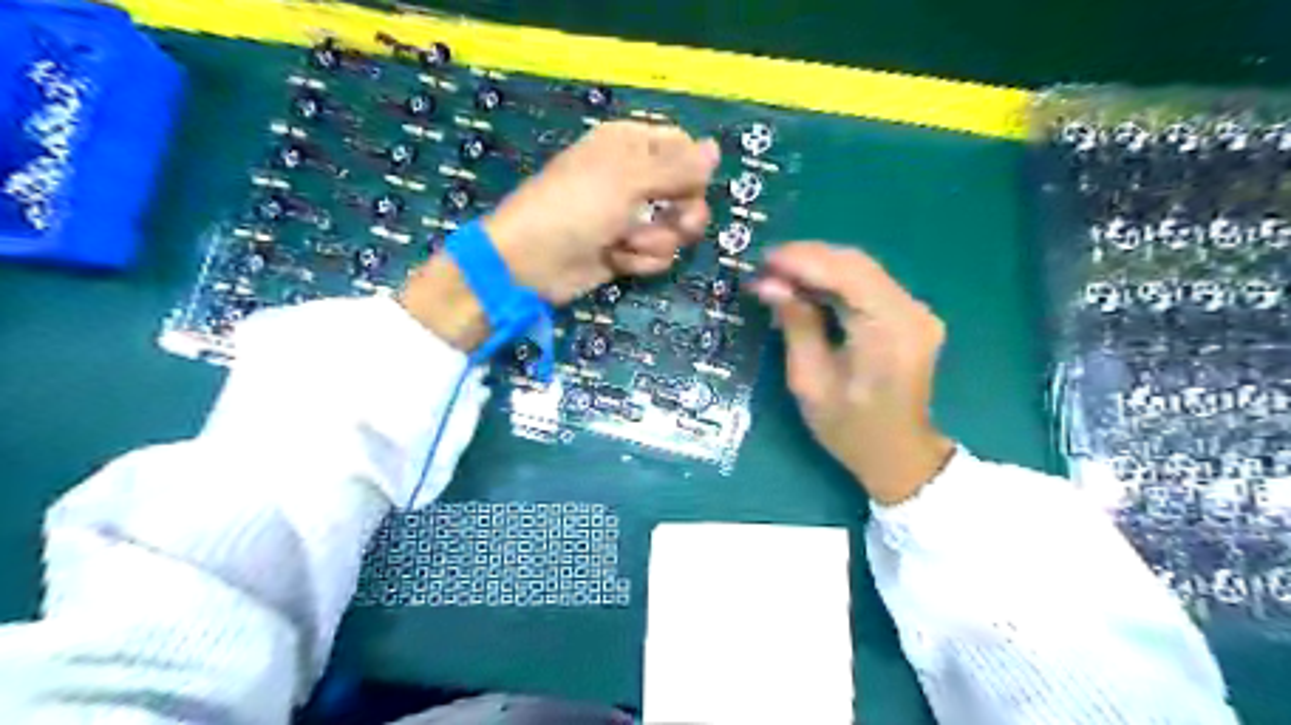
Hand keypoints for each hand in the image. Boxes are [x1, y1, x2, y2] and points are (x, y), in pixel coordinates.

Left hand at [489, 122, 720, 303]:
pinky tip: (617, 259)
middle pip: (688, 193)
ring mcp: (632, 217)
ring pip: (676, 230)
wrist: (533, 262)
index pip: (683, 149)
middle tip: (671, 222)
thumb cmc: (576, 207)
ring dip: (654, 241)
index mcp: (632, 146)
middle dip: (681, 214)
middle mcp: (636, 179)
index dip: (693, 171)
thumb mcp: (628, 179)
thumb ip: (677, 168)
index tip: (688, 188)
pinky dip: (641, 260)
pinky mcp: (628, 250)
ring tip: (624, 242)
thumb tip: (716, 149)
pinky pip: (658, 254)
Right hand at [753, 244, 952, 502]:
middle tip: (765, 266)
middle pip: (857, 264)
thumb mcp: (810, 382)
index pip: (847, 275)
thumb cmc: (850, 429)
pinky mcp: (910, 315)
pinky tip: (806, 287)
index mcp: (890, 333)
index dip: (804, 260)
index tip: (764, 259)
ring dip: (819, 267)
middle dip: (808, 258)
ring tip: (778, 275)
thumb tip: (769, 284)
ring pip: (862, 269)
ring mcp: (916, 311)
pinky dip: (834, 281)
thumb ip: (796, 326)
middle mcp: (911, 312)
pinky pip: (868, 284)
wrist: (898, 454)